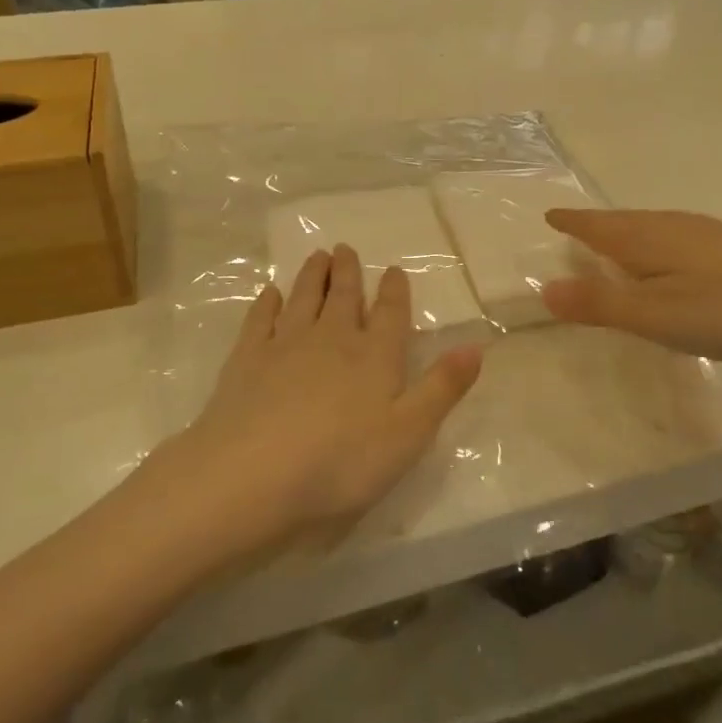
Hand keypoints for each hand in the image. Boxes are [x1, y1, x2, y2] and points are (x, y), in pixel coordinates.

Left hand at [140, 245, 482, 564]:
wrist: (252, 474)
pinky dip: (266, 303)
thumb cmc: (341, 462)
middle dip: (347, 272)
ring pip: (303, 299)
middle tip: (345, 248)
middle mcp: (332, 340)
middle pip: (343, 297)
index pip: (390, 314)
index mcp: (374, 357)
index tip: (394, 270)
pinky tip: (269, 293)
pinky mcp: (246, 360)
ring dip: (311, 276)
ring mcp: (285, 345)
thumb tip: (475, 346)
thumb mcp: (409, 433)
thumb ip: (442, 388)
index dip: (394, 291)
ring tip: (316, 255)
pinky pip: (259, 320)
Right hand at [540, 209, 721, 368]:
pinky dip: (657, 244)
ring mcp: (710, 235)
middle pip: (624, 222)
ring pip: (653, 228)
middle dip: (596, 225)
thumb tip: (545, 288)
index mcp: (649, 239)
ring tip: (613, 244)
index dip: (572, 223)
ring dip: (626, 233)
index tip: (550, 216)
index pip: (598, 226)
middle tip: (574, 228)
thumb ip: (601, 304)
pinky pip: (677, 237)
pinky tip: (672, 261)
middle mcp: (675, 227)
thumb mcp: (657, 316)